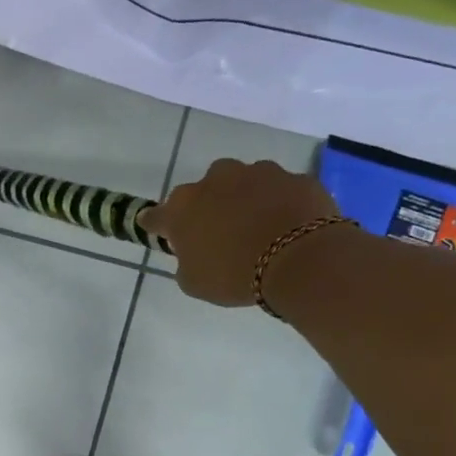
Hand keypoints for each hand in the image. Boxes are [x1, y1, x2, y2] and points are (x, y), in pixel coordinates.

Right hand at [140, 159, 341, 307]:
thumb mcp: (194, 283)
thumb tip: (191, 253)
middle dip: (209, 207)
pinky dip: (280, 205)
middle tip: (220, 235)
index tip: (158, 230)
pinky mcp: (293, 177)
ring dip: (245, 201)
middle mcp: (216, 179)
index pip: (156, 215)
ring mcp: (258, 172)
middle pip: (204, 191)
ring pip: (244, 184)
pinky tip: (288, 227)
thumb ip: (185, 263)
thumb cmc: (234, 274)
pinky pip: (280, 191)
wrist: (299, 259)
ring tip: (259, 229)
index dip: (156, 225)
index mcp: (183, 207)